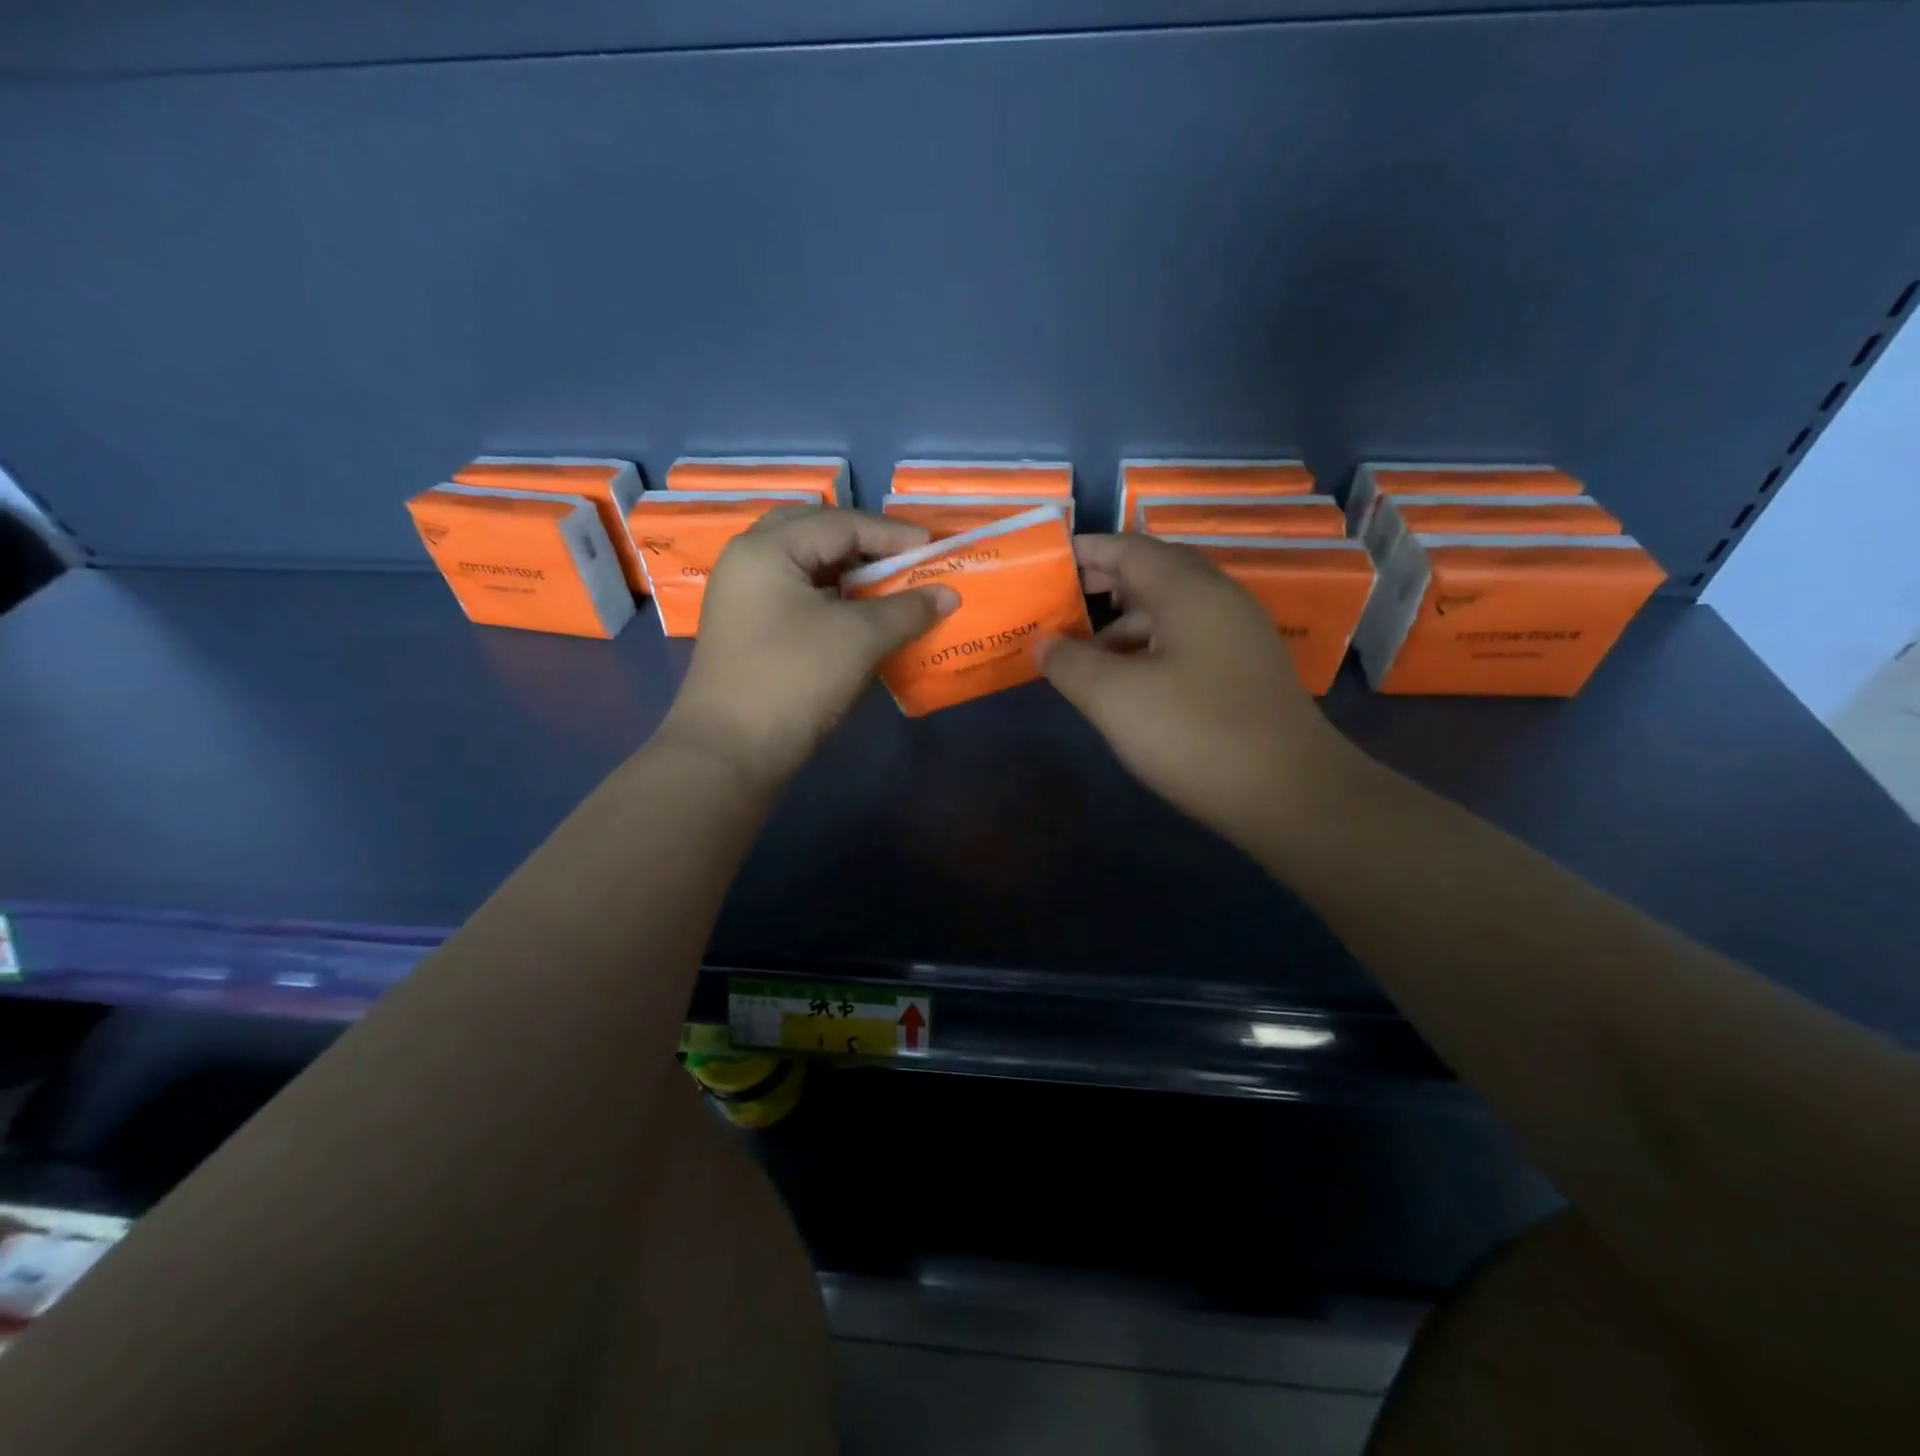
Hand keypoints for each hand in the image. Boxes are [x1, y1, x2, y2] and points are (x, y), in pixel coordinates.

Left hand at [660, 509, 957, 787]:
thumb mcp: (859, 638)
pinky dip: (830, 595)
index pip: (840, 523)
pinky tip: (856, 612)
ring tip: (885, 584)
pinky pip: (795, 593)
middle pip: (815, 533)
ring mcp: (742, 596)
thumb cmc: (795, 679)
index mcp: (768, 548)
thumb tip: (949, 594)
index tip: (934, 549)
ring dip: (846, 570)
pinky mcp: (747, 628)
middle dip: (864, 543)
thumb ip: (907, 609)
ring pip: (803, 564)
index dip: (892, 535)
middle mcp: (748, 560)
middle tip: (903, 559)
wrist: (731, 751)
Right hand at [1038, 534, 1357, 849]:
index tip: (1047, 562)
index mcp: (1189, 591)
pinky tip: (1126, 682)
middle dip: (1102, 586)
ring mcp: (1237, 636)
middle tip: (1058, 605)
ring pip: (1169, 611)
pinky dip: (1148, 648)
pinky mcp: (1243, 670)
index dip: (1086, 551)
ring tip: (1081, 654)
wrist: (1290, 794)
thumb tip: (1043, 643)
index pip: (1129, 549)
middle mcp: (1218, 600)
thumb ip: (1070, 663)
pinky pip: (1186, 640)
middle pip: (1152, 574)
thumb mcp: (1115, 698)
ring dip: (1122, 624)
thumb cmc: (1195, 733)